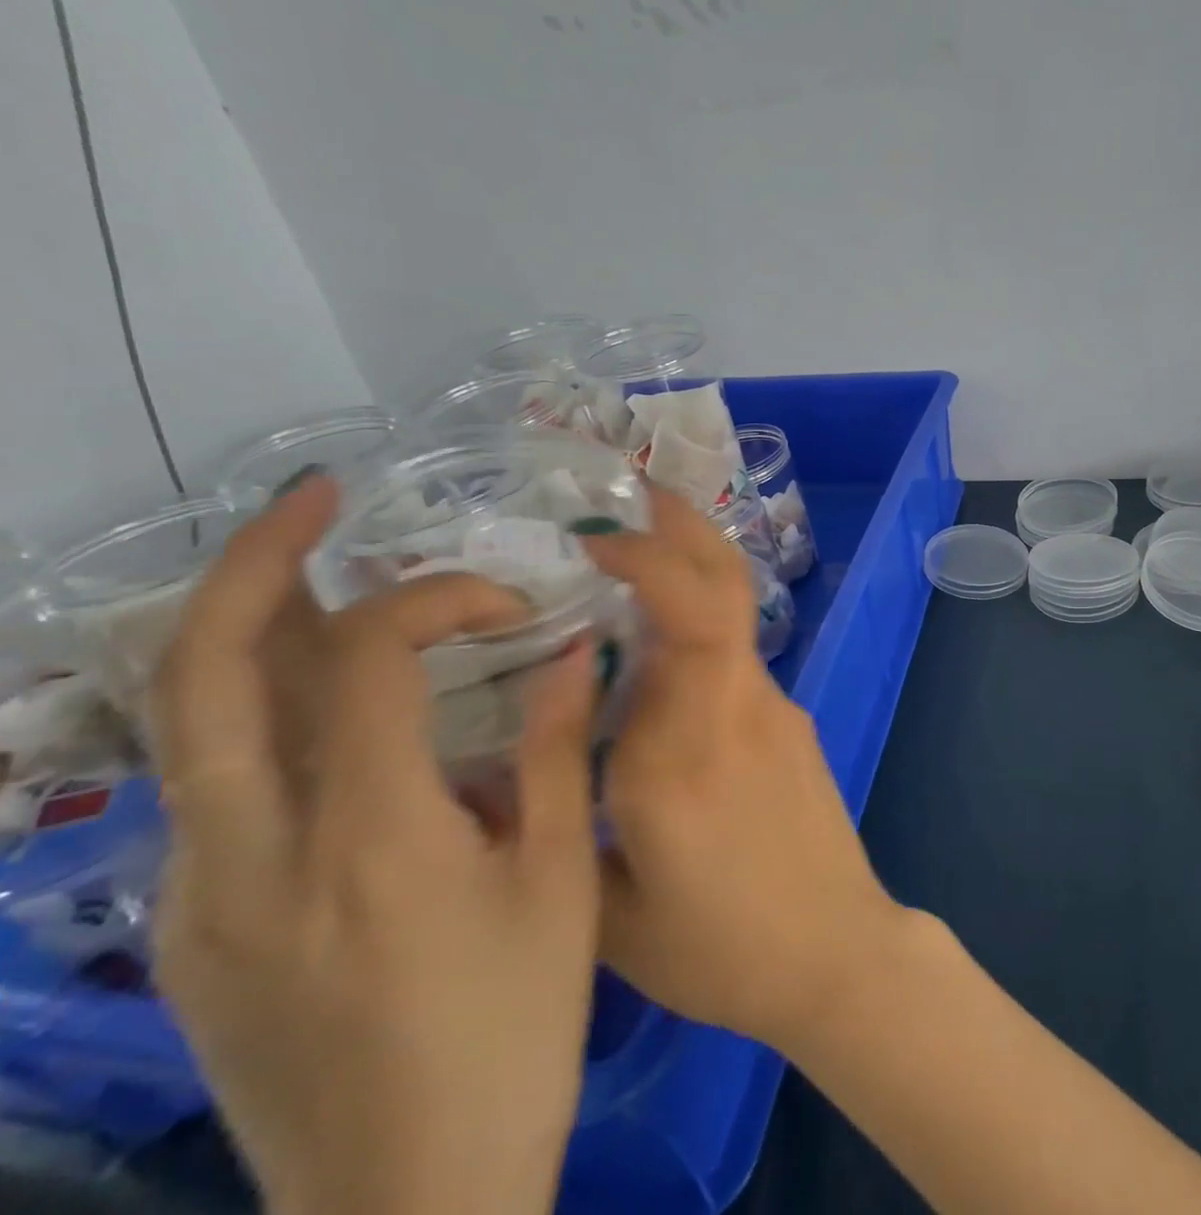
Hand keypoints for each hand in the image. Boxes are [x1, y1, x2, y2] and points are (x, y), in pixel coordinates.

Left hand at [149, 476, 600, 1214]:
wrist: (403, 1199)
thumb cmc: (512, 1026)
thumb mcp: (562, 879)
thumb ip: (559, 750)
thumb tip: (571, 649)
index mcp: (368, 839)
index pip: (363, 657)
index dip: (434, 596)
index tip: (506, 604)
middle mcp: (250, 854)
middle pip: (200, 670)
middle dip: (255, 560)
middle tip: (318, 497)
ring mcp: (198, 896)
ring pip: (187, 720)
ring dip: (249, 626)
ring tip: (325, 573)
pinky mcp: (192, 928)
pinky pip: (213, 779)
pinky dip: (263, 704)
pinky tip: (337, 702)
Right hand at [581, 493, 910, 1050]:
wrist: (836, 951)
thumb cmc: (721, 948)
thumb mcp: (609, 910)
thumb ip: (566, 818)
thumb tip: (535, 745)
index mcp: (682, 748)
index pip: (682, 619)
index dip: (647, 561)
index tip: (595, 540)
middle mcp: (737, 707)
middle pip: (724, 589)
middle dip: (686, 528)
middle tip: (639, 493)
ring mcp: (775, 709)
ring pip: (731, 617)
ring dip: (688, 571)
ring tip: (631, 556)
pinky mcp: (791, 724)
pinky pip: (734, 659)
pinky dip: (695, 630)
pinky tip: (655, 655)